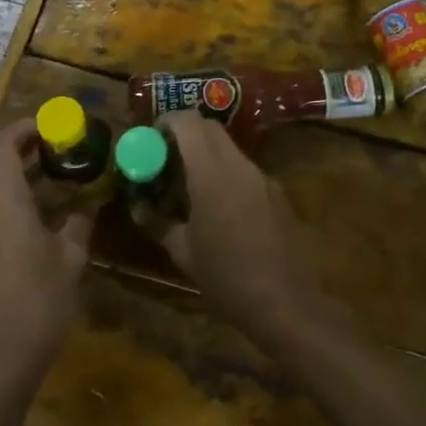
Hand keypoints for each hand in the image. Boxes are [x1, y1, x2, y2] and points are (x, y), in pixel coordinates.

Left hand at [0, 120, 93, 385]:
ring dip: (30, 172)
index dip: (27, 126)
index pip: (3, 143)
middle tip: (70, 145)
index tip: (58, 125)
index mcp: (4, 200)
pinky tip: (55, 212)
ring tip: (68, 174)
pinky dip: (25, 196)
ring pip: (0, 185)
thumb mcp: (70, 257)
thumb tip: (92, 201)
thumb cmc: (38, 301)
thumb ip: (80, 221)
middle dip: (33, 146)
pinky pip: (1, 208)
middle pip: (0, 161)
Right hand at [157, 111, 326, 341]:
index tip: (152, 139)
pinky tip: (221, 209)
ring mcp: (262, 177)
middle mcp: (239, 165)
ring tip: (190, 187)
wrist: (287, 303)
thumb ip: (158, 223)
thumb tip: (139, 208)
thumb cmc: (227, 278)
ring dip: (206, 155)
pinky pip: (245, 170)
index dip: (167, 122)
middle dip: (185, 134)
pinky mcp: (278, 192)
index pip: (189, 122)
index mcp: (212, 173)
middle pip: (210, 128)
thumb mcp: (183, 253)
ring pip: (229, 148)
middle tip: (166, 159)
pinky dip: (226, 174)